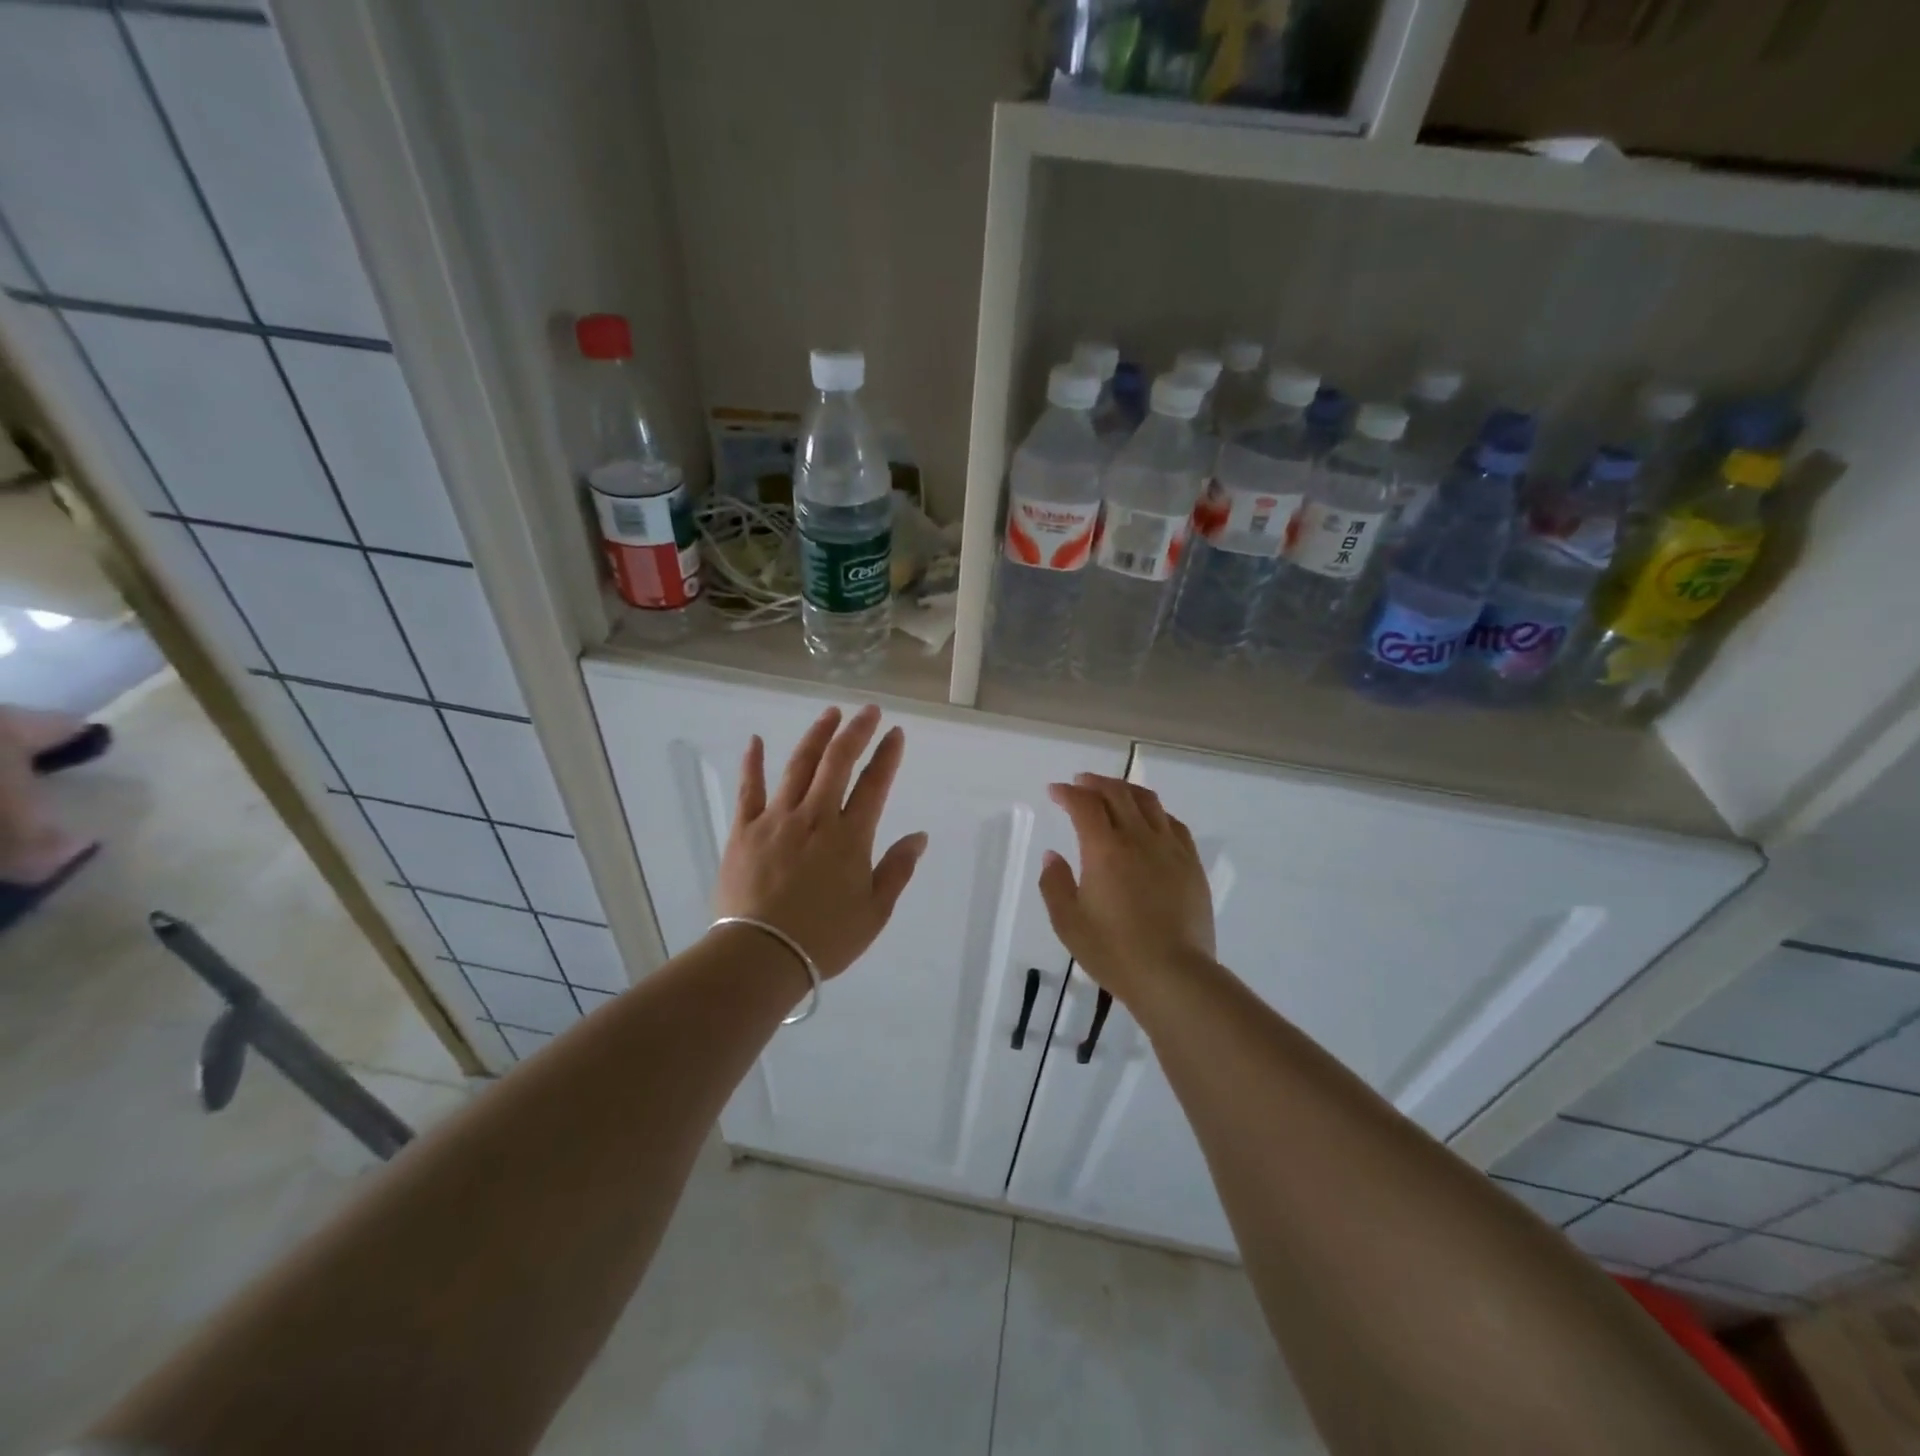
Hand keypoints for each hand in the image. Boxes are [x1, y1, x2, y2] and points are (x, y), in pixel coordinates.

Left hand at [713, 705, 927, 978]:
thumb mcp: (875, 912)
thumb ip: (897, 870)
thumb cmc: (824, 939)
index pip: (874, 785)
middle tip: (868, 710)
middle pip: (838, 763)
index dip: (887, 756)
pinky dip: (753, 763)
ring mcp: (777, 820)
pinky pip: (749, 790)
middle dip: (856, 732)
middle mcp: (815, 818)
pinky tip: (755, 741)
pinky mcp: (744, 830)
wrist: (761, 955)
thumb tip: (918, 836)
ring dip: (816, 736)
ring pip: (799, 766)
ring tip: (830, 714)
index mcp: (850, 837)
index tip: (895, 733)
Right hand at [1038, 773, 1215, 1003]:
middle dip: (1095, 783)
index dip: (1067, 793)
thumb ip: (1054, 884)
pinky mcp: (1191, 863)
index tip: (1055, 791)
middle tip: (1081, 783)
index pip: (1084, 805)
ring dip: (1126, 790)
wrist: (1174, 975)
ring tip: (1113, 792)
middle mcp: (1138, 838)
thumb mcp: (1068, 923)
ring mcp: (1170, 848)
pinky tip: (1150, 820)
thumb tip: (1052, 856)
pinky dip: (1155, 812)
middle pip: (1117, 793)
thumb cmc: (1114, 952)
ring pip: (1148, 802)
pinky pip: (1173, 823)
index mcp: (1104, 850)